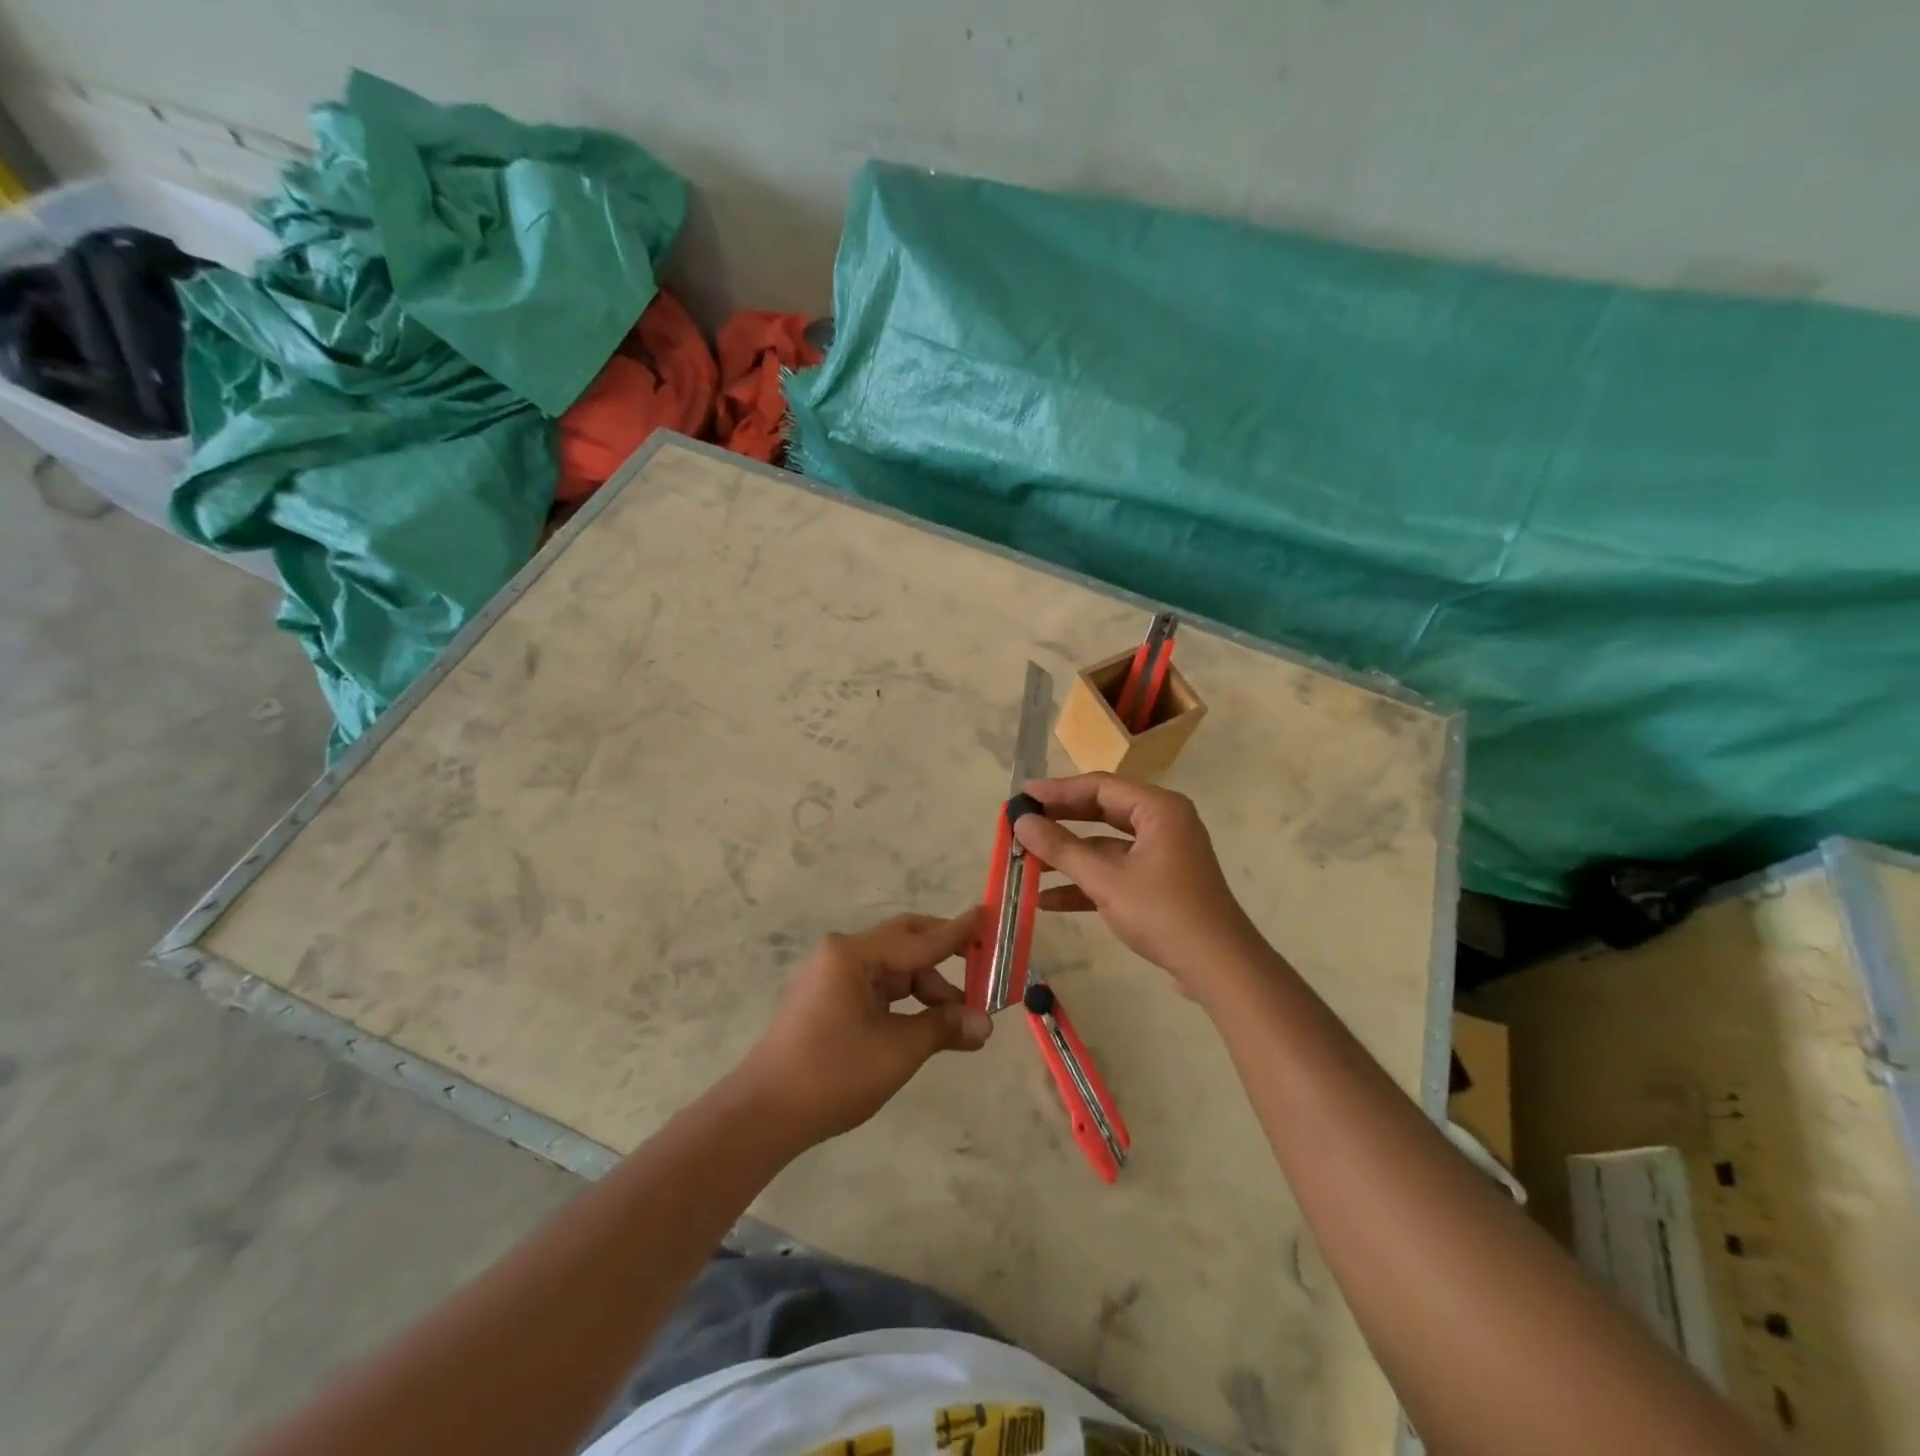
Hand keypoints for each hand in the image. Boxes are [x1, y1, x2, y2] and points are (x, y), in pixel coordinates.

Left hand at [734, 910, 992, 1145]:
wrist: (763, 1114)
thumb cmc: (833, 1074)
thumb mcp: (898, 1050)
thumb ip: (944, 1027)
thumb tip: (985, 1025)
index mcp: (855, 955)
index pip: (921, 938)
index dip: (959, 933)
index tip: (990, 918)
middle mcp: (842, 954)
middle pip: (905, 943)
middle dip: (945, 958)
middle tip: (983, 970)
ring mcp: (832, 975)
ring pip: (893, 968)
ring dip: (927, 988)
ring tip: (958, 1022)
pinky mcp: (827, 998)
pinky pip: (877, 987)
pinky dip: (904, 1001)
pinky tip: (924, 1024)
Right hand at [1013, 773, 1264, 998]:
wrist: (1218, 968)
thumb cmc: (1164, 913)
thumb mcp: (1106, 880)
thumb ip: (1061, 849)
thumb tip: (1021, 822)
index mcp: (1158, 809)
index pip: (1099, 786)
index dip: (1057, 790)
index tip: (1022, 796)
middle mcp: (1162, 823)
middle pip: (1101, 811)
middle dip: (1059, 821)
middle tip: (1021, 823)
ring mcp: (1161, 855)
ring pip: (1104, 845)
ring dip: (1068, 856)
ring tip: (1026, 862)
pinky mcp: (1158, 883)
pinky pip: (1115, 871)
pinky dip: (1085, 882)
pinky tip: (1047, 900)